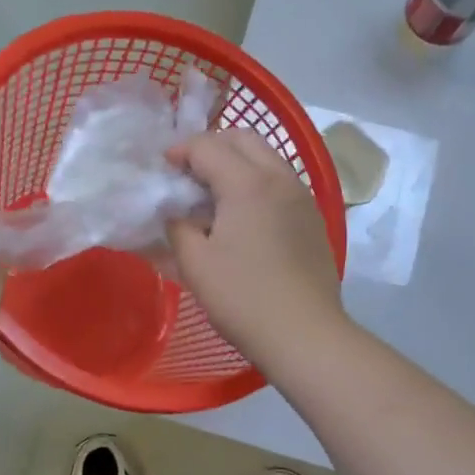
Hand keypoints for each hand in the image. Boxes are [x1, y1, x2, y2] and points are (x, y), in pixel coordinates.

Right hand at [168, 129, 345, 364]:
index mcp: (248, 183)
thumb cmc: (243, 297)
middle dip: (211, 146)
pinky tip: (243, 215)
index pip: (207, 146)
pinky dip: (256, 182)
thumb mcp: (195, 262)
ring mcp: (302, 196)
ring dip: (236, 162)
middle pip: (242, 139)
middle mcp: (280, 177)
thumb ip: (177, 225)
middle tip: (187, 174)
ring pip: (266, 157)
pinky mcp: (313, 217)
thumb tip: (175, 211)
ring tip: (213, 194)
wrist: (305, 334)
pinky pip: (280, 181)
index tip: (161, 170)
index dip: (179, 152)